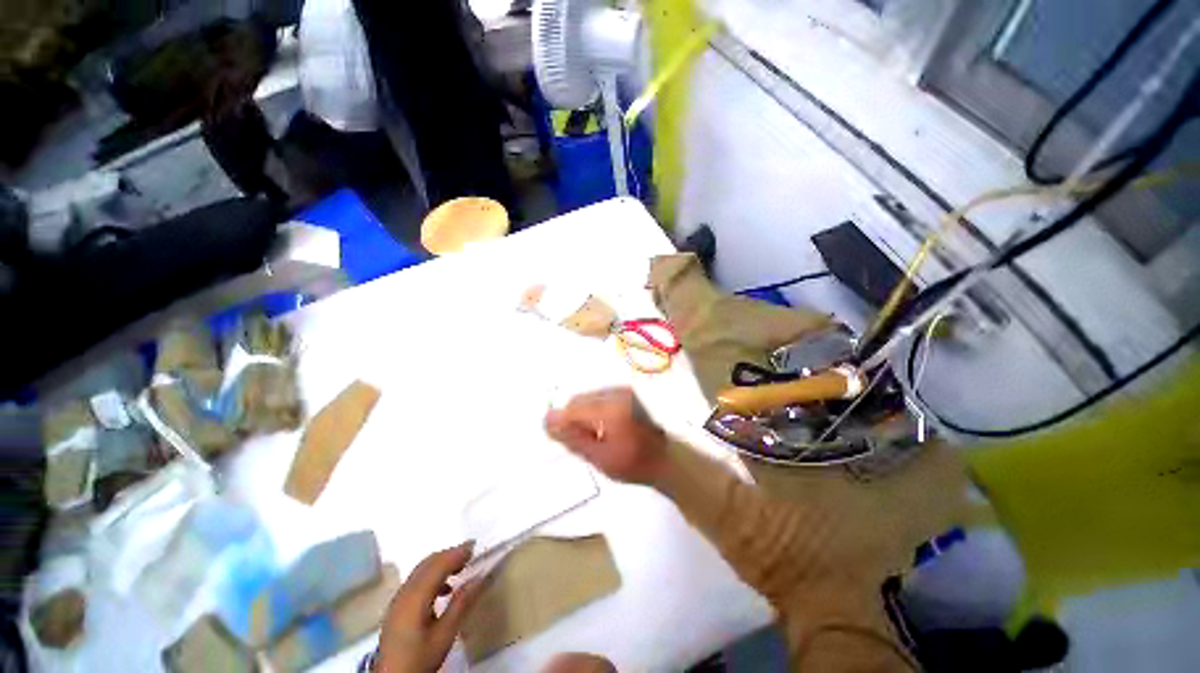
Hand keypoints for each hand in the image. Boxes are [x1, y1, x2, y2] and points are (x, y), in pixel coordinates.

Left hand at [376, 542, 483, 672]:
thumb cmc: (419, 658)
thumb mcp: (445, 635)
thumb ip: (461, 604)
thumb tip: (480, 577)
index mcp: (415, 597)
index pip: (438, 565)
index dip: (456, 553)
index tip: (475, 547)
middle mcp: (404, 592)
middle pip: (428, 563)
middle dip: (450, 555)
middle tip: (471, 553)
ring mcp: (398, 599)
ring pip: (421, 570)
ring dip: (442, 563)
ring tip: (461, 567)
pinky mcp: (397, 608)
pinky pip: (416, 580)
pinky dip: (433, 575)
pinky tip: (444, 588)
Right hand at [544, 388, 667, 484]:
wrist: (666, 459)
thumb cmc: (634, 464)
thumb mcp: (600, 458)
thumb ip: (573, 438)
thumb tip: (547, 421)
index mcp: (611, 410)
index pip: (573, 408)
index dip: (561, 422)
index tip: (559, 438)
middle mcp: (617, 393)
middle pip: (579, 400)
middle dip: (574, 419)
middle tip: (585, 442)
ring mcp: (622, 390)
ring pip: (588, 398)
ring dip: (584, 415)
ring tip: (598, 436)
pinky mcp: (626, 392)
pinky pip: (599, 397)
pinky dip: (595, 411)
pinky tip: (605, 427)